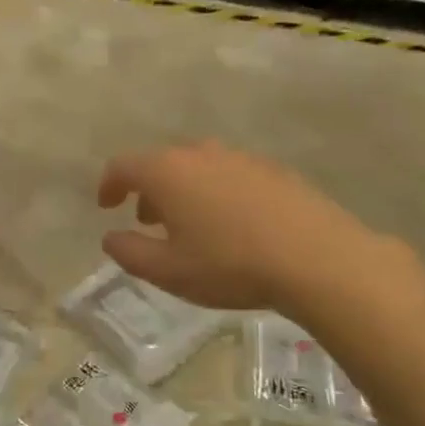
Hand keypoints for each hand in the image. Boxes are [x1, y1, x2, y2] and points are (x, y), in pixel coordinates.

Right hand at [97, 142, 389, 313]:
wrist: (317, 258)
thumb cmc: (230, 265)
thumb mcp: (167, 271)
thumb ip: (129, 252)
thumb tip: (111, 237)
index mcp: (167, 172)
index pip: (123, 166)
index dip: (109, 185)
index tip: (106, 206)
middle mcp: (201, 154)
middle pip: (162, 163)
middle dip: (148, 190)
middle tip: (147, 221)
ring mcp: (241, 158)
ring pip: (197, 167)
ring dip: (183, 191)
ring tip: (189, 225)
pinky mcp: (274, 170)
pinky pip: (230, 174)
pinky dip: (216, 192)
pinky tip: (232, 225)